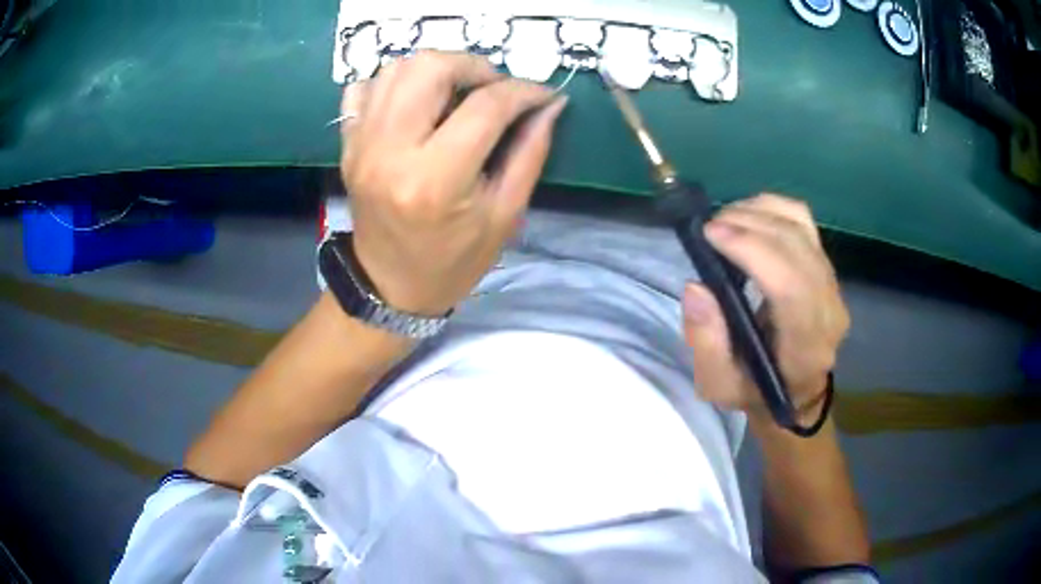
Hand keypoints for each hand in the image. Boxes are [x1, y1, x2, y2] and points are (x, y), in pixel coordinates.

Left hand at [340, 51, 567, 315]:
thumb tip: (550, 104)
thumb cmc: (453, 260)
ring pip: (396, 69)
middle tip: (493, 88)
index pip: (485, 106)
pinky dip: (393, 83)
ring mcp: (361, 145)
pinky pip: (362, 88)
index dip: (523, 91)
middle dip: (473, 66)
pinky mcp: (348, 145)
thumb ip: (530, 153)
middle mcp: (390, 152)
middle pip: (429, 68)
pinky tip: (415, 102)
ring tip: (458, 92)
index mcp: (435, 180)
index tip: (542, 95)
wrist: (389, 285)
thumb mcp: (505, 215)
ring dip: (436, 69)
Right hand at [682, 194, 849, 424]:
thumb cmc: (755, 391)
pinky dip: (772, 210)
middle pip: (796, 245)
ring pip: (801, 226)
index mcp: (806, 347)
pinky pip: (803, 223)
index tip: (711, 235)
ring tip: (725, 221)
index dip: (753, 250)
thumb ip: (706, 343)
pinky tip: (748, 217)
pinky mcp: (827, 267)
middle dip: (749, 224)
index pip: (792, 285)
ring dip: (759, 212)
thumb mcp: (719, 385)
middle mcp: (828, 309)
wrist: (795, 390)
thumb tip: (696, 288)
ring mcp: (833, 284)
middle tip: (709, 227)